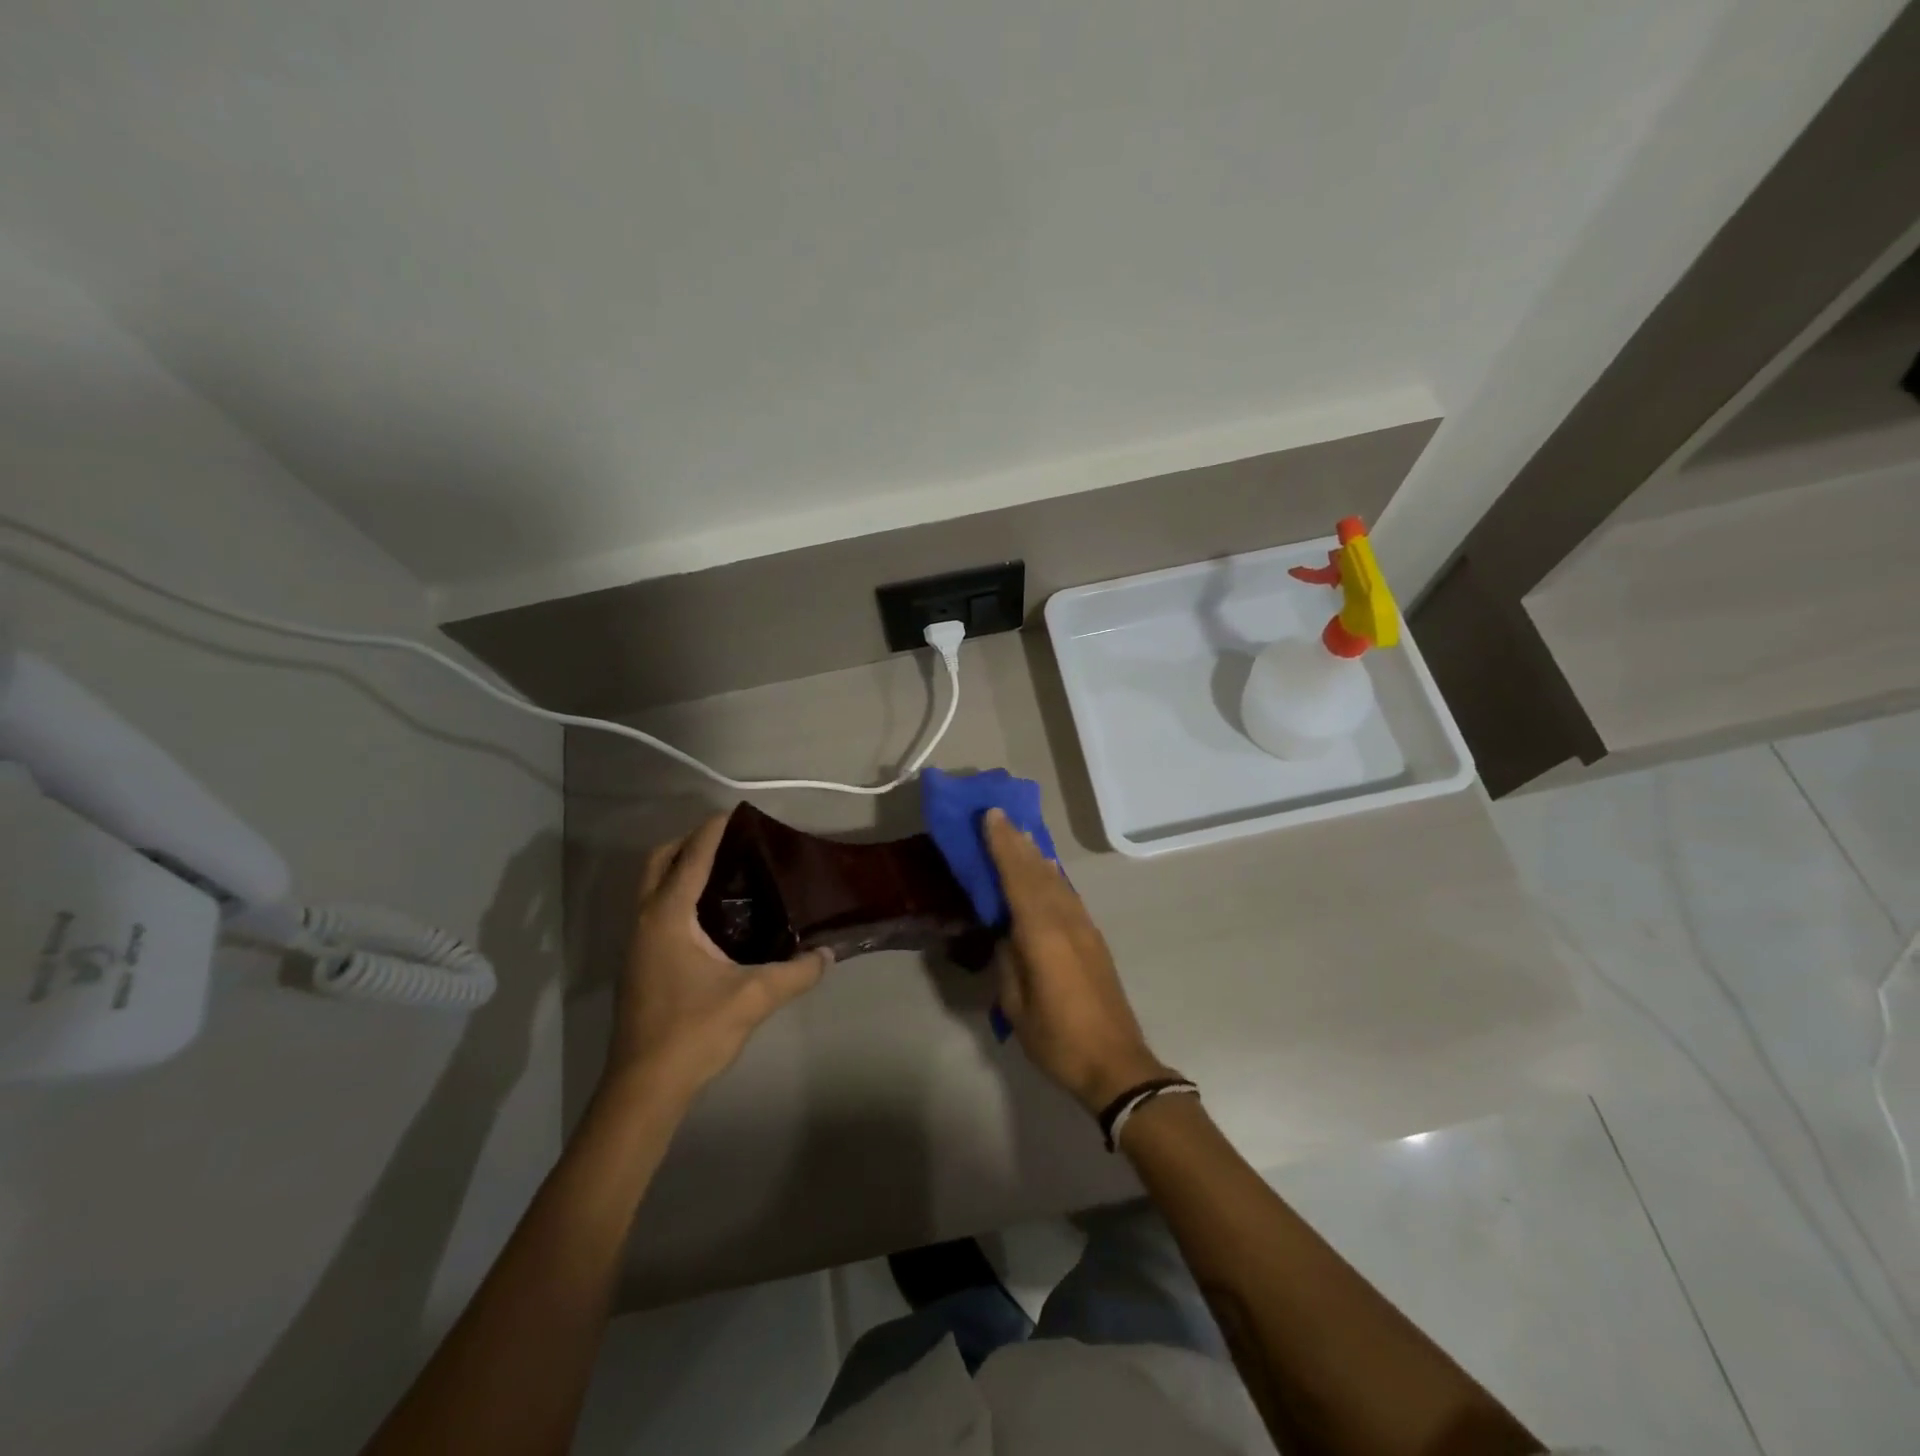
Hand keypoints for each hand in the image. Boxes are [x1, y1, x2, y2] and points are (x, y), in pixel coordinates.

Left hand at [605, 814, 830, 1102]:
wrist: (644, 1087)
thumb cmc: (694, 1031)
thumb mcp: (754, 997)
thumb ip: (796, 972)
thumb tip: (828, 953)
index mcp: (667, 917)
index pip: (690, 858)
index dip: (712, 831)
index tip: (737, 813)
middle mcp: (645, 921)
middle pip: (659, 862)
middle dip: (688, 843)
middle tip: (729, 842)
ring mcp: (636, 944)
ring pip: (652, 887)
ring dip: (679, 869)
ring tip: (724, 872)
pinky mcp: (639, 964)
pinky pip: (655, 910)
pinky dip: (676, 896)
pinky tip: (711, 917)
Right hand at [983, 808, 1171, 1113]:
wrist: (1116, 1064)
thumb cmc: (1058, 1039)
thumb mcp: (1017, 1006)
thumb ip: (1009, 962)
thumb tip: (1006, 935)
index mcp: (1043, 934)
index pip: (1018, 878)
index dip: (1003, 846)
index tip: (991, 816)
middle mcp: (1066, 921)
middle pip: (1038, 872)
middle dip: (1018, 842)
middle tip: (1000, 815)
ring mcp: (1084, 929)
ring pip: (1056, 881)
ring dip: (1036, 856)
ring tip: (1021, 835)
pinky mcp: (1094, 940)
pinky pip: (1068, 895)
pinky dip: (1052, 876)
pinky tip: (1047, 872)